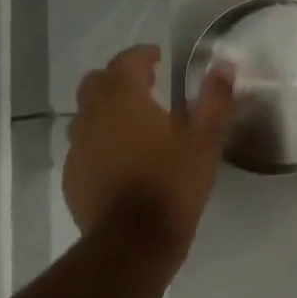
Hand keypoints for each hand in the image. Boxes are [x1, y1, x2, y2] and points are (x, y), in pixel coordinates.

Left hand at [62, 45, 234, 248]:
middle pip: (96, 83)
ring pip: (86, 115)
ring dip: (106, 110)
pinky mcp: (73, 177)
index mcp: (124, 100)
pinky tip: (122, 160)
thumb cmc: (173, 183)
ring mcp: (77, 148)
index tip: (158, 58)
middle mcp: (92, 117)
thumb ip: (215, 99)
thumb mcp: (206, 140)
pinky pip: (84, 147)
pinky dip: (101, 142)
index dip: (142, 55)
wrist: (134, 241)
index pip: (126, 62)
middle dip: (118, 78)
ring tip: (134, 123)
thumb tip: (223, 66)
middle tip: (145, 86)